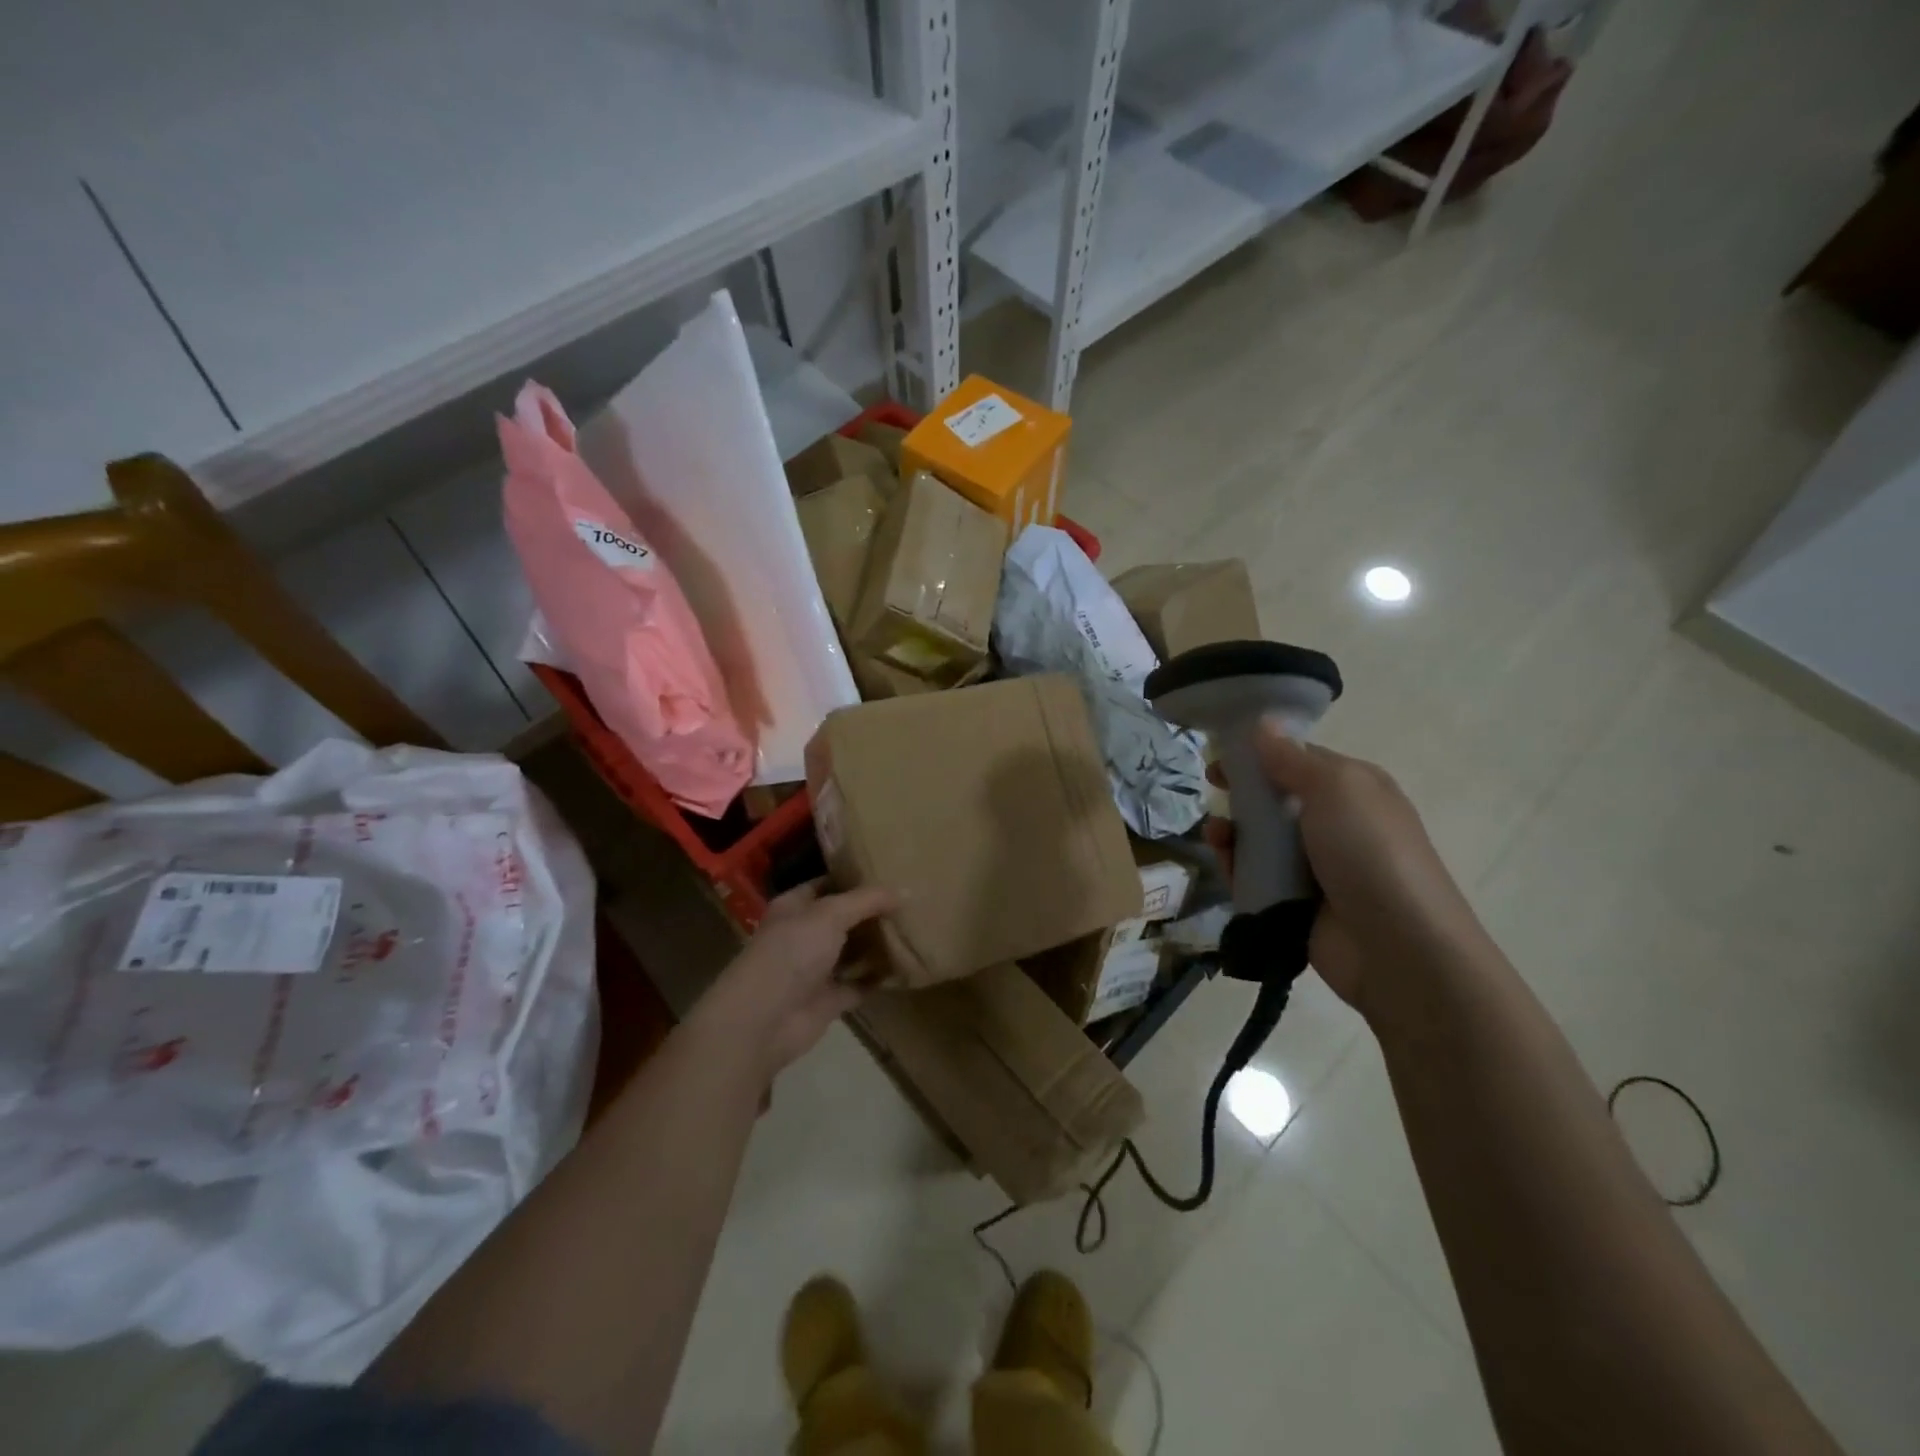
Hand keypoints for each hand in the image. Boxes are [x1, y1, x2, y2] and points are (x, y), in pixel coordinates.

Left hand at [688, 880, 895, 1081]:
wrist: (764, 1019)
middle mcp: (804, 934)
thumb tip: (901, 891)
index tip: (890, 872)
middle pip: (843, 919)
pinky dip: (880, 977)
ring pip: (853, 951)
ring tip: (914, 929)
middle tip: (911, 901)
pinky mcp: (829, 999)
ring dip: (878, 944)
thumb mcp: (830, 914)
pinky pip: (860, 983)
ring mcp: (816, 969)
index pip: (828, 885)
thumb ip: (865, 900)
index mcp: (795, 907)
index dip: (855, 879)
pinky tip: (907, 965)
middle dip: (872, 912)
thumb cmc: (792, 952)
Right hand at [1208, 722, 1483, 1014]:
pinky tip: (1222, 860)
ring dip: (1233, 831)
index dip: (1260, 753)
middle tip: (1212, 789)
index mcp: (1353, 790)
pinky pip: (1255, 877)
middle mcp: (1334, 824)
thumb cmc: (1370, 852)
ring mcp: (1314, 867)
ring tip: (1215, 834)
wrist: (1397, 948)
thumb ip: (1292, 758)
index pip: (1299, 759)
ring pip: (1260, 840)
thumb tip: (1262, 723)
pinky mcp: (1293, 903)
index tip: (1222, 753)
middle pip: (1275, 799)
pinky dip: (1235, 867)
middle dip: (1242, 793)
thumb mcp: (1336, 789)